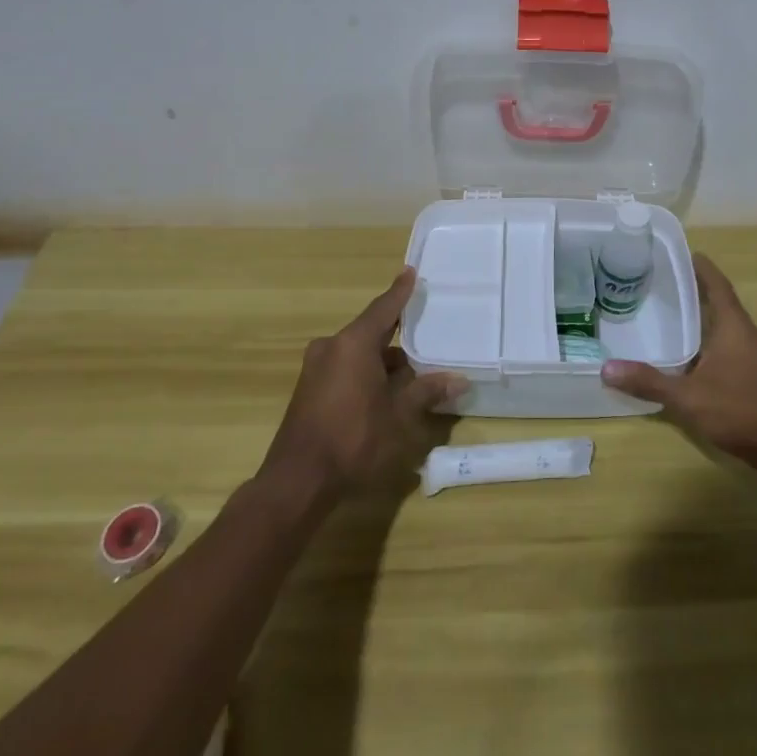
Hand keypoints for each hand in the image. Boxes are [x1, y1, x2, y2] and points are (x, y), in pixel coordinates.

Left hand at [260, 268, 467, 499]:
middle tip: (426, 336)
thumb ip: (427, 392)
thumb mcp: (399, 416)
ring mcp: (316, 370)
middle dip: (398, 338)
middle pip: (372, 333)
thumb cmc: (353, 439)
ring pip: (359, 355)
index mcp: (353, 343)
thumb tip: (459, 379)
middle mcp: (331, 348)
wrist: (296, 483)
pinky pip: (345, 370)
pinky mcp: (309, 392)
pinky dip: (366, 375)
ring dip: (383, 363)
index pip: (384, 308)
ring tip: (413, 378)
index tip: (411, 272)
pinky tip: (386, 396)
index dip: (400, 292)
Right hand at [601, 254, 756, 476]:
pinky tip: (689, 357)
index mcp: (733, 325)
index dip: (700, 266)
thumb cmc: (742, 411)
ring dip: (701, 318)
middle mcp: (746, 333)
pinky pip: (728, 345)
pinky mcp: (756, 375)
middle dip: (694, 291)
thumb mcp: (689, 398)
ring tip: (669, 315)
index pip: (716, 283)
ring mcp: (754, 355)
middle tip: (660, 283)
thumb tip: (607, 368)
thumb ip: (649, 382)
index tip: (680, 252)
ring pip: (724, 326)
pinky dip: (708, 341)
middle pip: (719, 301)